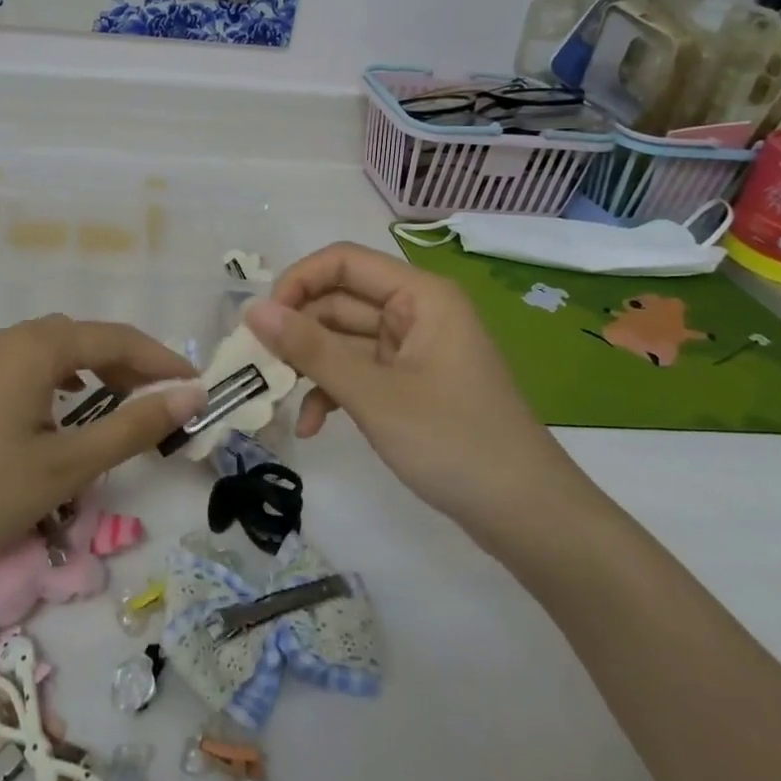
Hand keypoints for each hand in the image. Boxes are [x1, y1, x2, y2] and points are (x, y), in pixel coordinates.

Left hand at [0, 316, 204, 581]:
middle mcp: (9, 338)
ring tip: (123, 404)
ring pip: (55, 351)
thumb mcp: (65, 465)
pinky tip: (65, 409)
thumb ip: (132, 427)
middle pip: (85, 338)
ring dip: (96, 371)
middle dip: (131, 365)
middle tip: (164, 401)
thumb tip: (190, 396)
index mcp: (36, 346)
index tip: (197, 389)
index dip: (162, 361)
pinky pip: (28, 367)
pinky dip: (62, 380)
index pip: (117, 338)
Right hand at [243, 242, 582, 545]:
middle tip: (258, 365)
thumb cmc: (454, 443)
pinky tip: (312, 426)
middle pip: (340, 301)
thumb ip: (310, 349)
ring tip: (276, 397)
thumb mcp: (373, 395)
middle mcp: (417, 312)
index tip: (263, 322)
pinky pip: (359, 372)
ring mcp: (414, 351)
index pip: (343, 262)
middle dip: (298, 332)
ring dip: (311, 367)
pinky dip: (333, 392)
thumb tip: (252, 310)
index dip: (298, 282)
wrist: (528, 518)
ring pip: (344, 340)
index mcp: (420, 296)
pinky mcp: (411, 385)